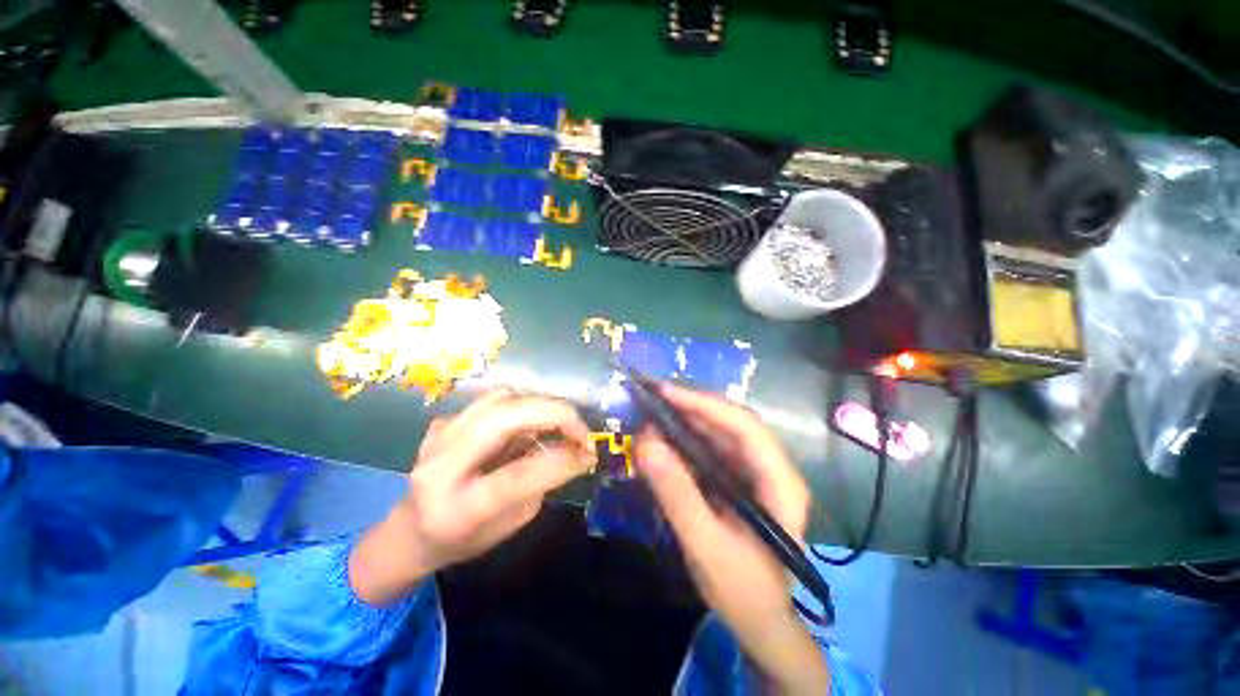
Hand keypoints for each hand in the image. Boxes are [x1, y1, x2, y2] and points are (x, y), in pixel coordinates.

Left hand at [350, 389, 594, 604]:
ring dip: (539, 407)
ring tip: (556, 426)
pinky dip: (522, 405)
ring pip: (501, 398)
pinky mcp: (446, 421)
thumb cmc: (464, 539)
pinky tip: (530, 423)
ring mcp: (440, 436)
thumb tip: (577, 451)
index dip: (560, 461)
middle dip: (555, 415)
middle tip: (580, 431)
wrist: (411, 530)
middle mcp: (442, 464)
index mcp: (456, 508)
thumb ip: (542, 484)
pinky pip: (493, 399)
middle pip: (504, 418)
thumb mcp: (511, 524)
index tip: (589, 454)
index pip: (515, 477)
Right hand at [635, 384, 828, 695]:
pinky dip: (685, 440)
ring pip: (719, 433)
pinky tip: (663, 439)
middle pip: (731, 423)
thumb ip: (677, 494)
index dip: (705, 404)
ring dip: (686, 421)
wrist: (760, 623)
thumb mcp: (706, 545)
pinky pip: (711, 449)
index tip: (665, 393)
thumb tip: (645, 442)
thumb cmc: (743, 591)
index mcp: (780, 482)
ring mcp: (755, 473)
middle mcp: (771, 468)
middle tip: (651, 399)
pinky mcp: (738, 480)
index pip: (744, 426)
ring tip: (652, 413)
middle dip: (691, 407)